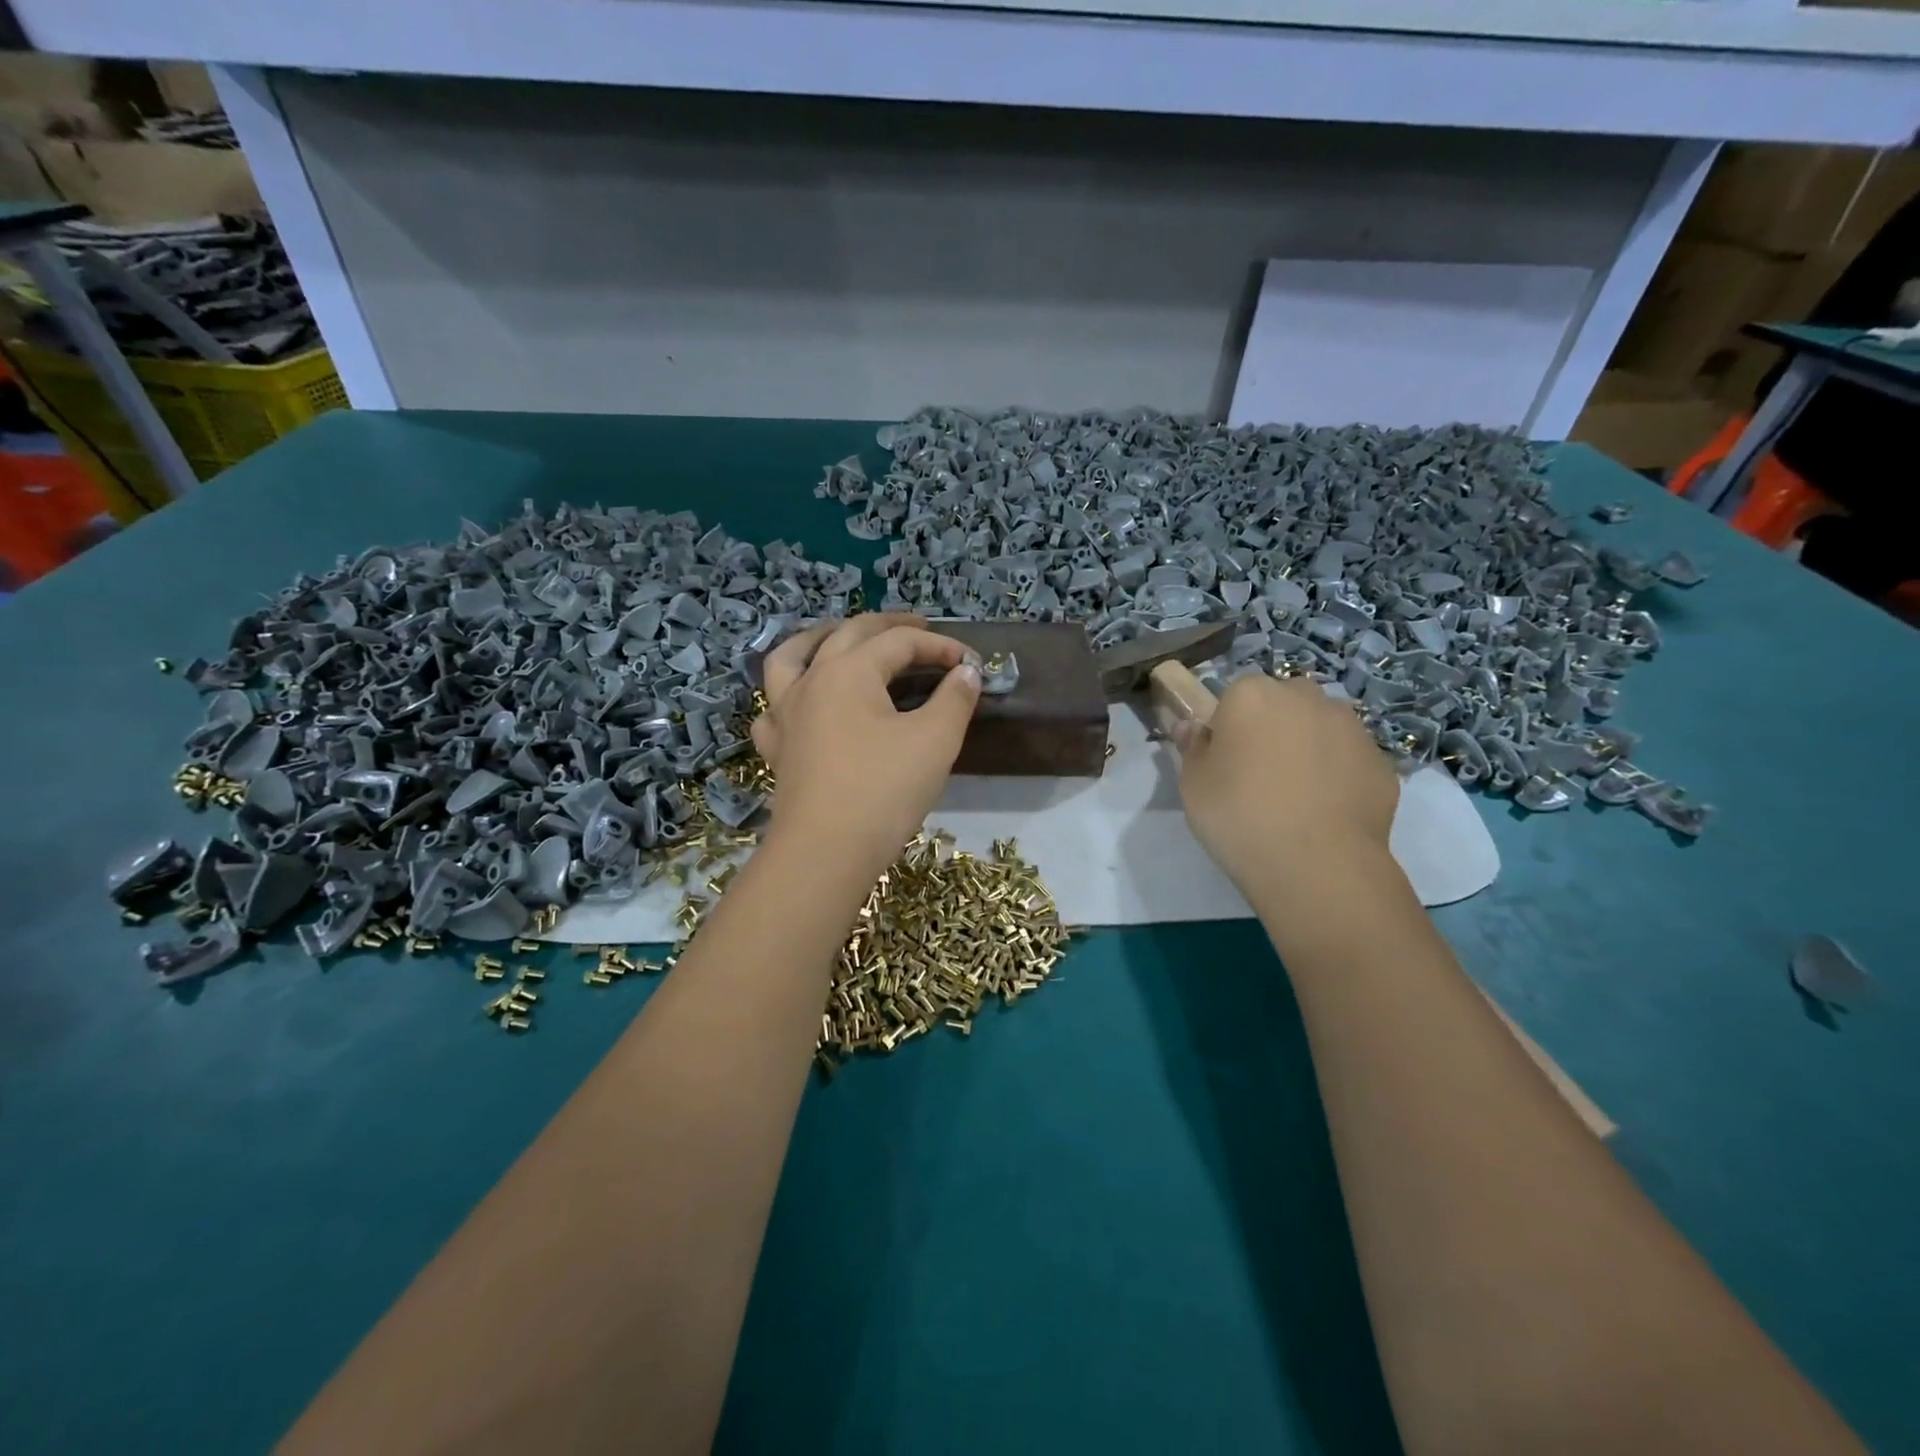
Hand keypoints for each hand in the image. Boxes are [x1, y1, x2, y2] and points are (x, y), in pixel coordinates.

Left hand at [752, 615, 982, 876]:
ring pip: (792, 657)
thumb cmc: (884, 790)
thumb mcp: (935, 741)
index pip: (900, 642)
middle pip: (848, 634)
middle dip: (887, 626)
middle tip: (918, 628)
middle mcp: (811, 680)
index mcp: (849, 670)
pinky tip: (799, 702)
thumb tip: (966, 673)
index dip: (940, 647)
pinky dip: (787, 694)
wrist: (825, 851)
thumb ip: (954, 699)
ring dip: (820, 637)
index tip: (970, 664)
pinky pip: (773, 707)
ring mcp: (785, 713)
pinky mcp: (775, 748)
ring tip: (838, 635)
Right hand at [1176, 675, 1398, 894]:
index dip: (1228, 726)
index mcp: (1252, 695)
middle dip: (1272, 728)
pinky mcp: (1381, 761)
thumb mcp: (1193, 785)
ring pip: (1320, 727)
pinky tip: (1324, 812)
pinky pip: (1347, 759)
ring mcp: (1350, 727)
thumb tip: (1193, 727)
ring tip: (1296, 797)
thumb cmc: (1240, 815)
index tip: (1224, 761)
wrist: (1317, 864)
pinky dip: (1337, 775)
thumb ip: (1194, 748)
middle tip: (1258, 775)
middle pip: (1282, 703)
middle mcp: (1305, 697)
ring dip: (1308, 747)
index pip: (1234, 695)